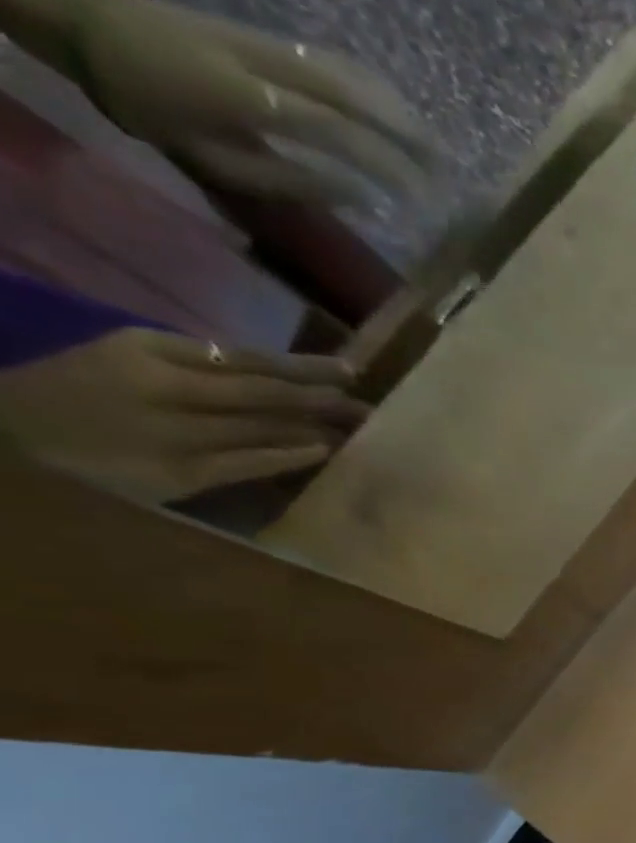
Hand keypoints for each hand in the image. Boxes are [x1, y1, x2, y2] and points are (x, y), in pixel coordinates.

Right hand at [0, 329, 367, 504]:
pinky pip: (246, 462)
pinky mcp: (178, 471)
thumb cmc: (79, 397)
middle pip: (264, 392)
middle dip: (323, 399)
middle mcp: (164, 385)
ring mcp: (172, 430)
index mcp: (149, 349)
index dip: (304, 366)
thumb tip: (278, 382)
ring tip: (357, 430)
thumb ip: (198, 369)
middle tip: (370, 407)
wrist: (9, 436)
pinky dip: (287, 456)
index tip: (351, 371)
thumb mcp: (129, 363)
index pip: (246, 357)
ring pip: (262, 426)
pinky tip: (322, 452)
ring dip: (315, 428)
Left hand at [70, 0, 439, 207]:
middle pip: (354, 96)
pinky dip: (376, 89)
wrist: (83, 19)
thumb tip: (364, 198)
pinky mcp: (269, 38)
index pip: (338, 133)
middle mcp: (265, 62)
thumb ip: (292, 180)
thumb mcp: (216, 160)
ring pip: (350, 73)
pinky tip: (399, 113)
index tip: (422, 200)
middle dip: (408, 136)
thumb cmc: (149, 106)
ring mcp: (268, 43)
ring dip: (399, 112)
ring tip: (436, 149)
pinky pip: (335, 62)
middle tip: (448, 175)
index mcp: (248, 97)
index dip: (388, 167)